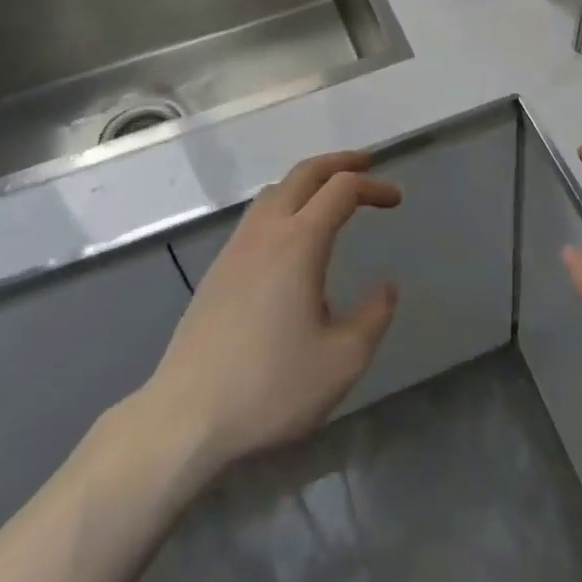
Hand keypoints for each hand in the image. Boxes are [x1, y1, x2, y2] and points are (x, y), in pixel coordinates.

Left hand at [142, 152, 399, 475]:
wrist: (185, 418)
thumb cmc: (270, 387)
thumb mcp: (342, 361)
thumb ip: (373, 317)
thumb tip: (386, 288)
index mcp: (299, 242)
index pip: (341, 190)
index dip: (373, 186)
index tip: (396, 201)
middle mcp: (266, 232)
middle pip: (303, 174)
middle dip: (338, 163)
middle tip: (366, 165)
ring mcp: (236, 248)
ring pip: (275, 191)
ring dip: (307, 181)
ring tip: (330, 195)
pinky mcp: (218, 270)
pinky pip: (257, 215)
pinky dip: (284, 203)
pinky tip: (291, 236)